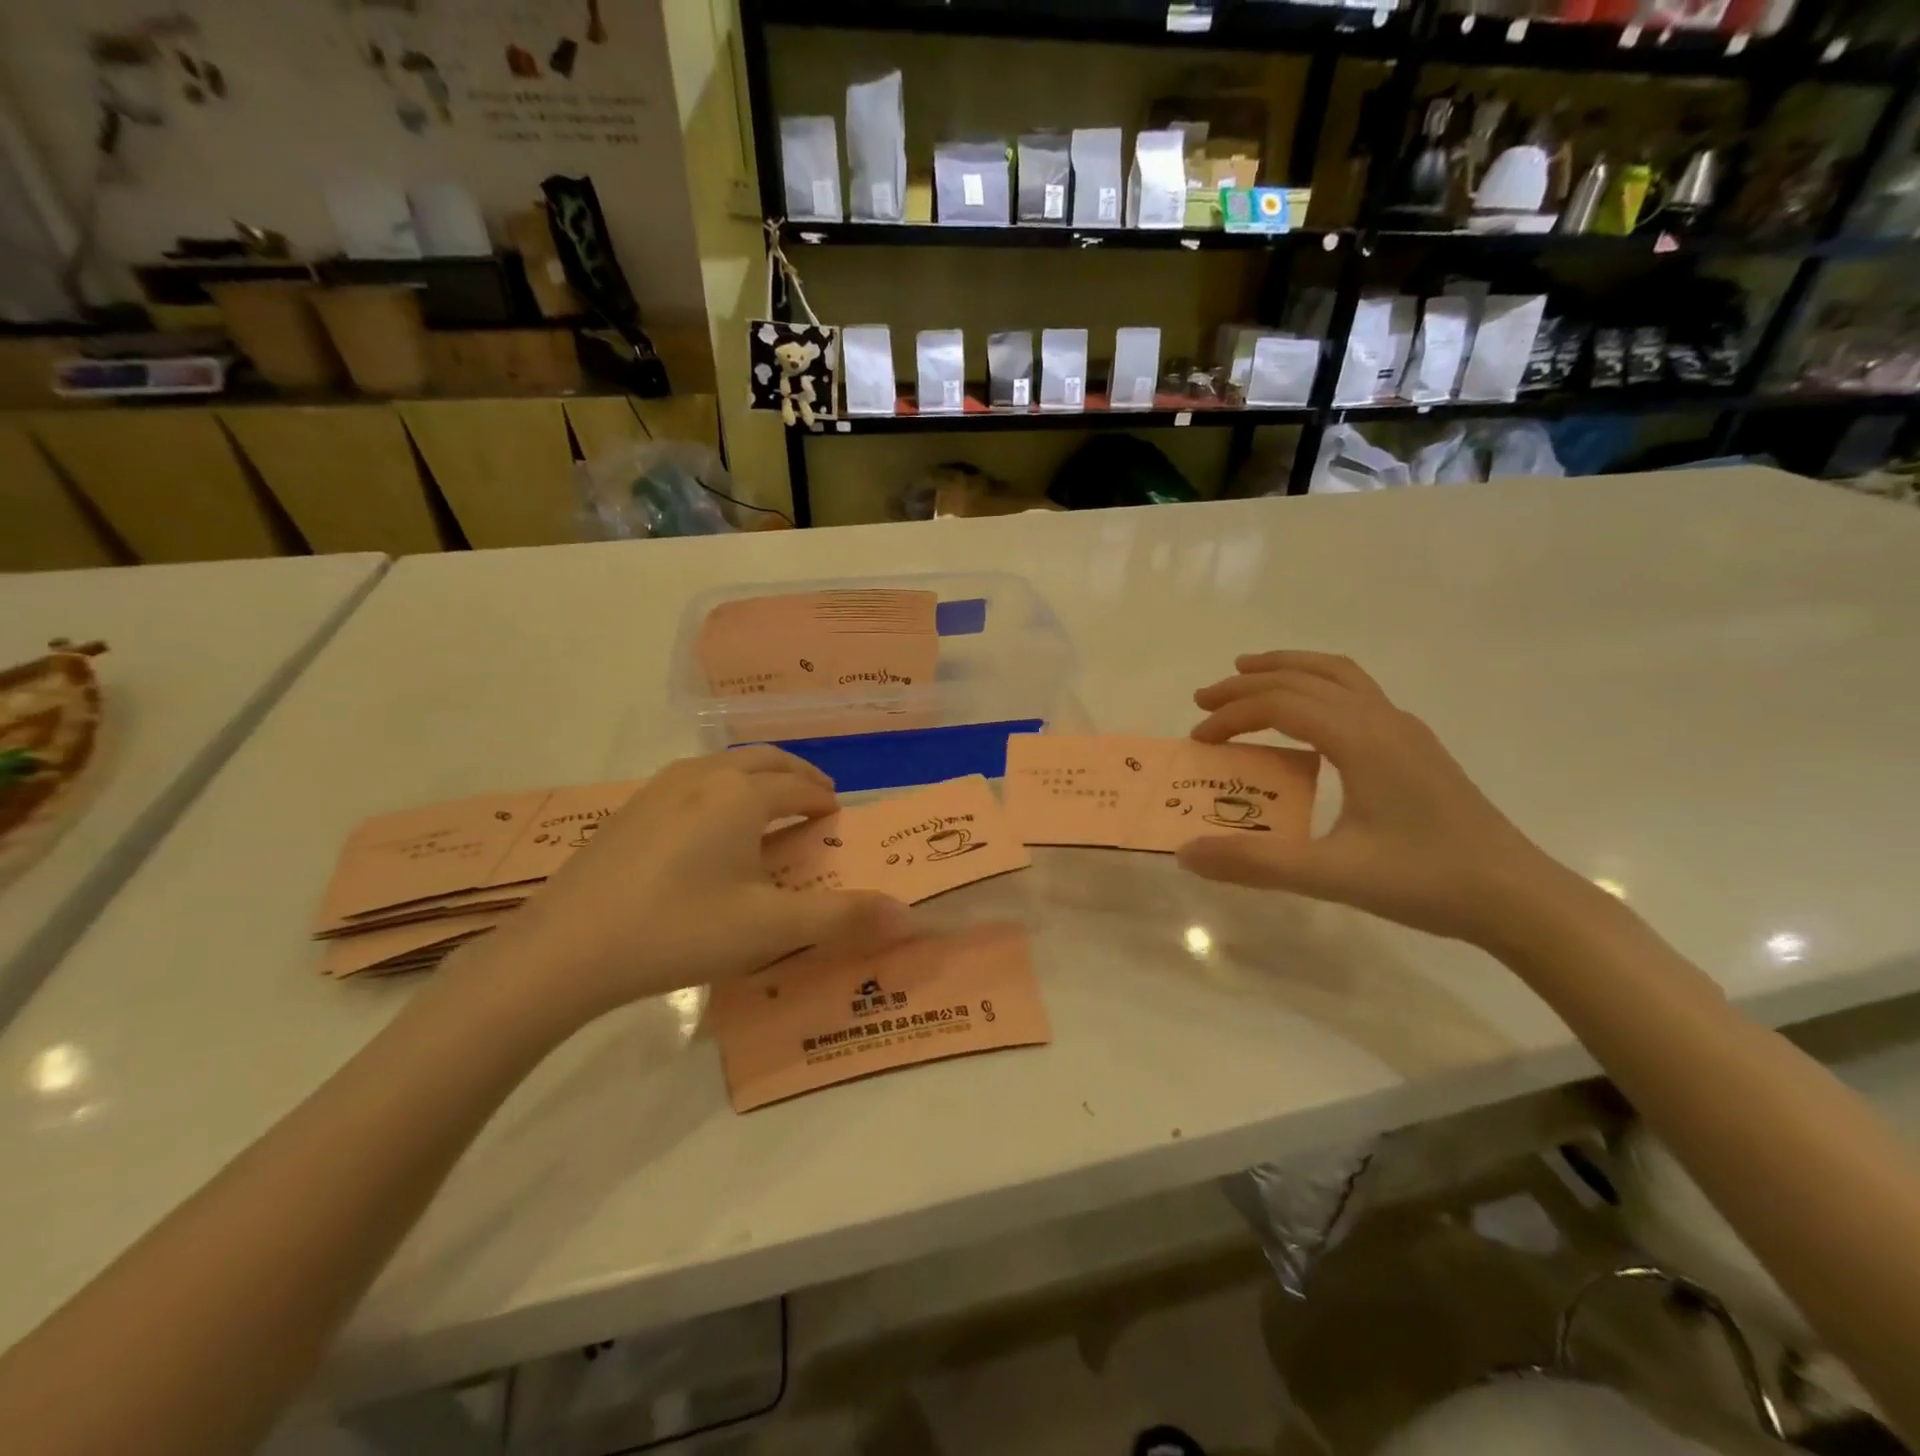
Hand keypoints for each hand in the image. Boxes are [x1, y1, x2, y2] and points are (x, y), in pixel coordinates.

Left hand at [471, 748, 906, 1024]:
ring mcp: (659, 789)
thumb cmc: (679, 931)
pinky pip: (691, 781)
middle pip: (763, 760)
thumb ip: (843, 917)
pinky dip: (720, 788)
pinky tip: (708, 826)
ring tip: (767, 805)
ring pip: (722, 766)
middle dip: (795, 773)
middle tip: (814, 796)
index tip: (837, 814)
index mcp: (741, 796)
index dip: (823, 799)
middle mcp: (704, 778)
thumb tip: (909, 915)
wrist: (563, 950)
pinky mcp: (628, 810)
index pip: (798, 786)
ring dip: (756, 775)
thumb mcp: (771, 929)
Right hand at [1177, 651, 1584, 946]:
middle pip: (1305, 678)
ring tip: (1249, 674)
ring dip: (1288, 669)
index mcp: (1362, 739)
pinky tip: (1308, 720)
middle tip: (1205, 700)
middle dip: (1249, 683)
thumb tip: (1186, 853)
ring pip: (1338, 674)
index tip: (1198, 740)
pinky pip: (1356, 692)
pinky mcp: (1415, 746)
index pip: (1281, 704)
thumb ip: (1256, 862)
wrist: (1519, 897)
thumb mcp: (1333, 876)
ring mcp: (1404, 729)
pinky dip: (1317, 686)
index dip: (1232, 715)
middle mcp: (1382, 720)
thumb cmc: (1427, 881)